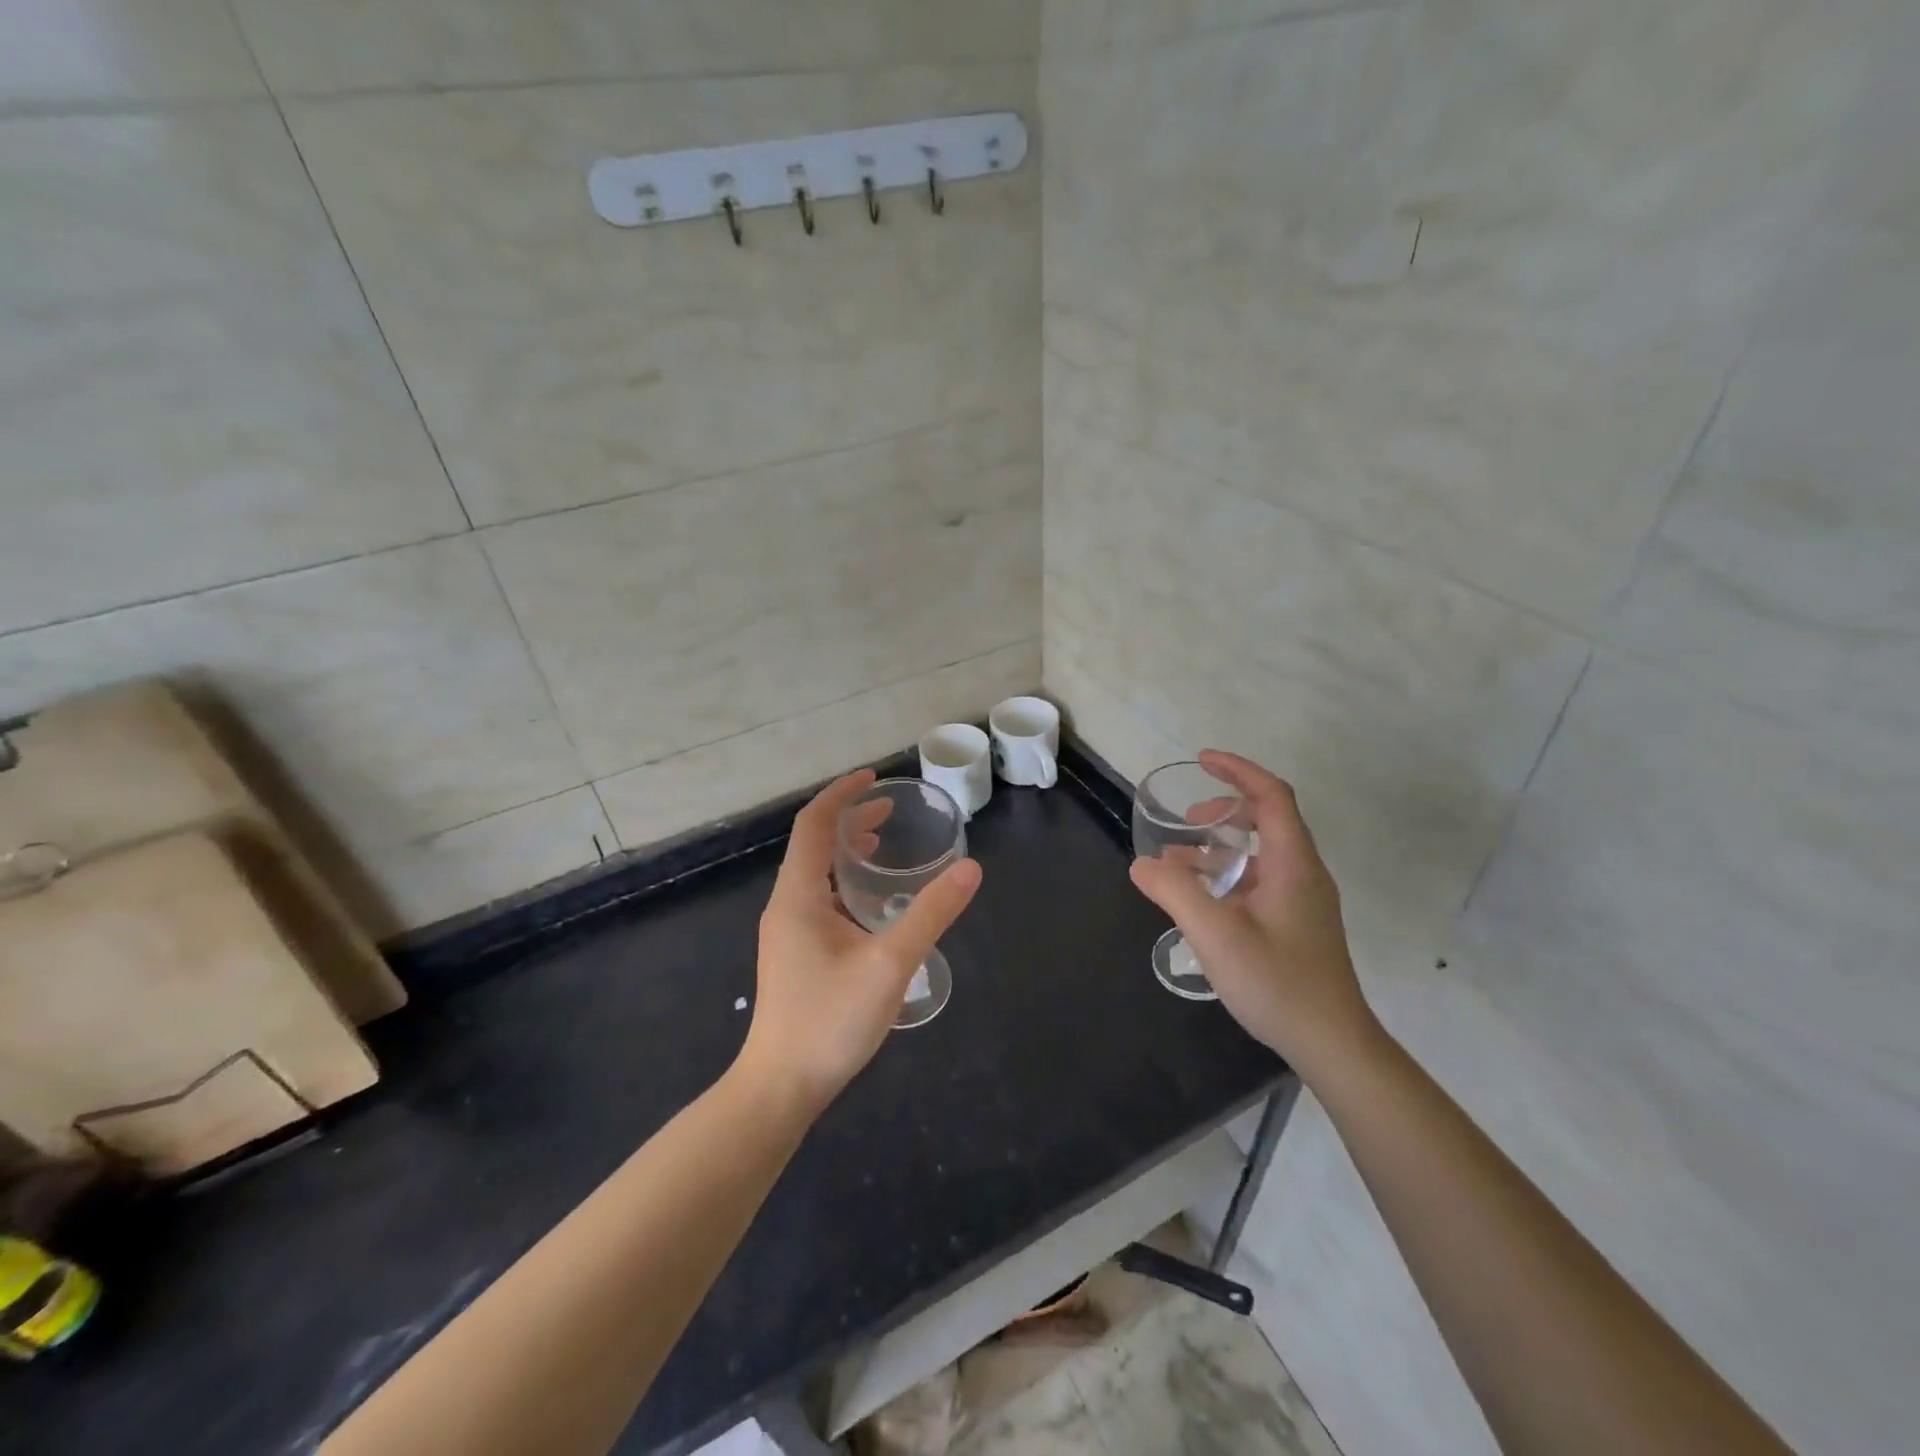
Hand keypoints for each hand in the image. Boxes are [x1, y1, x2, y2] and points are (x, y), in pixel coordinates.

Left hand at [739, 769, 982, 1111]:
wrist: (780, 1087)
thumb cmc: (830, 1020)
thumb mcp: (890, 963)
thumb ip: (931, 913)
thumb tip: (970, 869)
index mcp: (798, 895)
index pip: (814, 824)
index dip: (842, 794)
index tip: (875, 778)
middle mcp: (786, 905)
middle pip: (813, 845)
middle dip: (849, 820)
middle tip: (890, 811)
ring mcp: (787, 932)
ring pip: (815, 874)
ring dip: (846, 852)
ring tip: (884, 847)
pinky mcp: (794, 954)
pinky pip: (818, 899)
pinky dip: (845, 883)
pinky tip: (873, 905)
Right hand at [1130, 750, 1377, 1074]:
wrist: (1332, 1043)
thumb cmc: (1277, 982)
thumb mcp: (1215, 933)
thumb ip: (1174, 891)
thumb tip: (1142, 863)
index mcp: (1292, 863)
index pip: (1272, 795)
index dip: (1238, 770)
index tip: (1202, 760)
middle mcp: (1303, 873)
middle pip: (1268, 819)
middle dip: (1224, 809)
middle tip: (1187, 821)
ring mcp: (1303, 900)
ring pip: (1261, 854)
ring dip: (1221, 847)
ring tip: (1179, 863)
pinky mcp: (1297, 924)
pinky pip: (1260, 880)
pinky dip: (1228, 875)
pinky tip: (1201, 901)